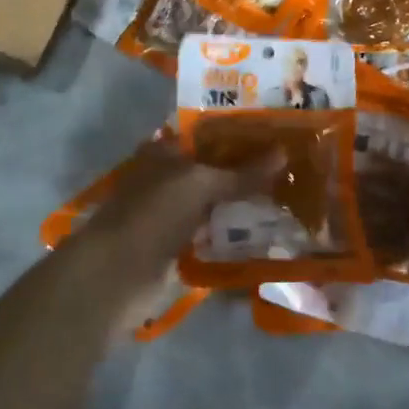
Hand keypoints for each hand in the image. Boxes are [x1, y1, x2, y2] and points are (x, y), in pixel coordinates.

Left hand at [82, 136, 281, 283]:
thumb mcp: (201, 184)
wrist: (119, 273)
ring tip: (285, 199)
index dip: (234, 134)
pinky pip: (210, 236)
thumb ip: (242, 173)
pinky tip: (263, 233)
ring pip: (212, 204)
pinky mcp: (175, 248)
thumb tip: (283, 152)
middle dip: (243, 171)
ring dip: (240, 205)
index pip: (203, 135)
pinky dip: (231, 236)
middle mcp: (165, 179)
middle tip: (288, 168)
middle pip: (210, 171)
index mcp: (162, 152)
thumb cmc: (154, 213)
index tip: (272, 135)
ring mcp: (169, 216)